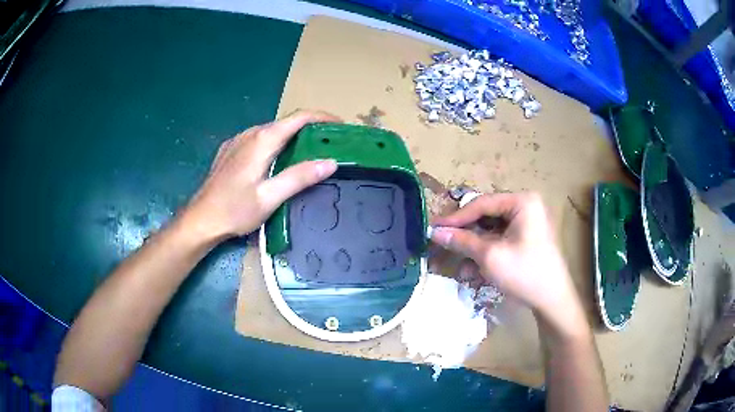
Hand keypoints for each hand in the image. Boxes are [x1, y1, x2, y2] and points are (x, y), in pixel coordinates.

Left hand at [180, 110, 339, 241]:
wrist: (200, 219)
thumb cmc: (234, 210)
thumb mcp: (270, 197)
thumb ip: (299, 177)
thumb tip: (330, 162)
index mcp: (262, 140)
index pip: (299, 118)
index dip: (322, 117)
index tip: (340, 126)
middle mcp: (250, 133)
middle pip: (286, 122)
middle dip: (310, 128)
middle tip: (329, 143)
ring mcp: (238, 141)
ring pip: (272, 130)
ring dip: (292, 135)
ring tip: (309, 150)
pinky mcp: (230, 150)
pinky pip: (258, 138)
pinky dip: (276, 142)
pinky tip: (278, 158)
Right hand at [430, 193, 585, 335]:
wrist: (552, 301)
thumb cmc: (524, 273)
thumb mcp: (490, 256)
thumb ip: (462, 241)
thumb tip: (435, 232)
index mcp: (522, 202)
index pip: (482, 204)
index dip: (456, 217)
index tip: (433, 228)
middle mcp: (526, 207)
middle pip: (486, 216)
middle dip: (466, 235)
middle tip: (443, 243)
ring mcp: (528, 223)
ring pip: (491, 230)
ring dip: (474, 248)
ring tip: (460, 267)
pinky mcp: (527, 239)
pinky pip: (500, 240)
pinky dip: (486, 253)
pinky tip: (474, 271)